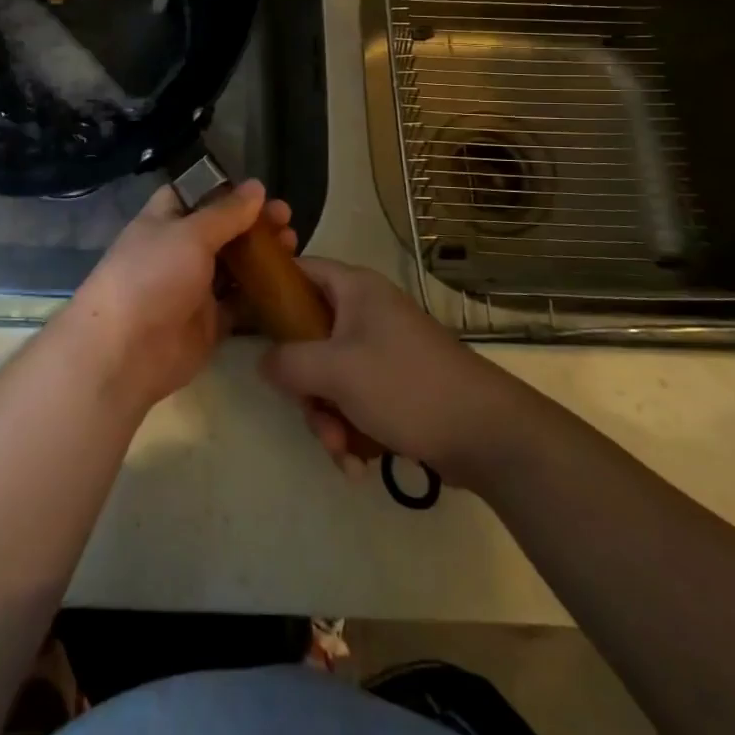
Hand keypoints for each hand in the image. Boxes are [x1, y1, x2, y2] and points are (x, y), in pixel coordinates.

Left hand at [54, 180, 295, 414]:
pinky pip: (240, 303)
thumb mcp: (189, 234)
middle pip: (221, 230)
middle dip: (253, 222)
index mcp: (164, 221)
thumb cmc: (152, 276)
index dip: (223, 189)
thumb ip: (226, 213)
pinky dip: (262, 294)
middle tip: (286, 216)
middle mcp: (179, 251)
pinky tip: (289, 282)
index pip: (194, 194)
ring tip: (294, 243)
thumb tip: (256, 186)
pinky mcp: (210, 322)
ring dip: (262, 255)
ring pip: (234, 266)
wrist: (127, 351)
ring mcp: (194, 288)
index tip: (258, 188)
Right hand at [259, 258, 494, 477]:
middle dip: (305, 386)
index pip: (299, 270)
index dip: (270, 289)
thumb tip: (264, 362)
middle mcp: (367, 312)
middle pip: (309, 335)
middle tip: (311, 413)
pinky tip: (357, 464)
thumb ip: (287, 362)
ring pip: (330, 375)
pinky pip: (355, 399)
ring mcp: (383, 350)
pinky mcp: (397, 385)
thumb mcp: (335, 370)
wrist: (488, 434)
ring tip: (341, 451)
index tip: (246, 320)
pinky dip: (350, 429)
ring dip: (326, 417)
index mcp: (355, 289)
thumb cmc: (406, 385)